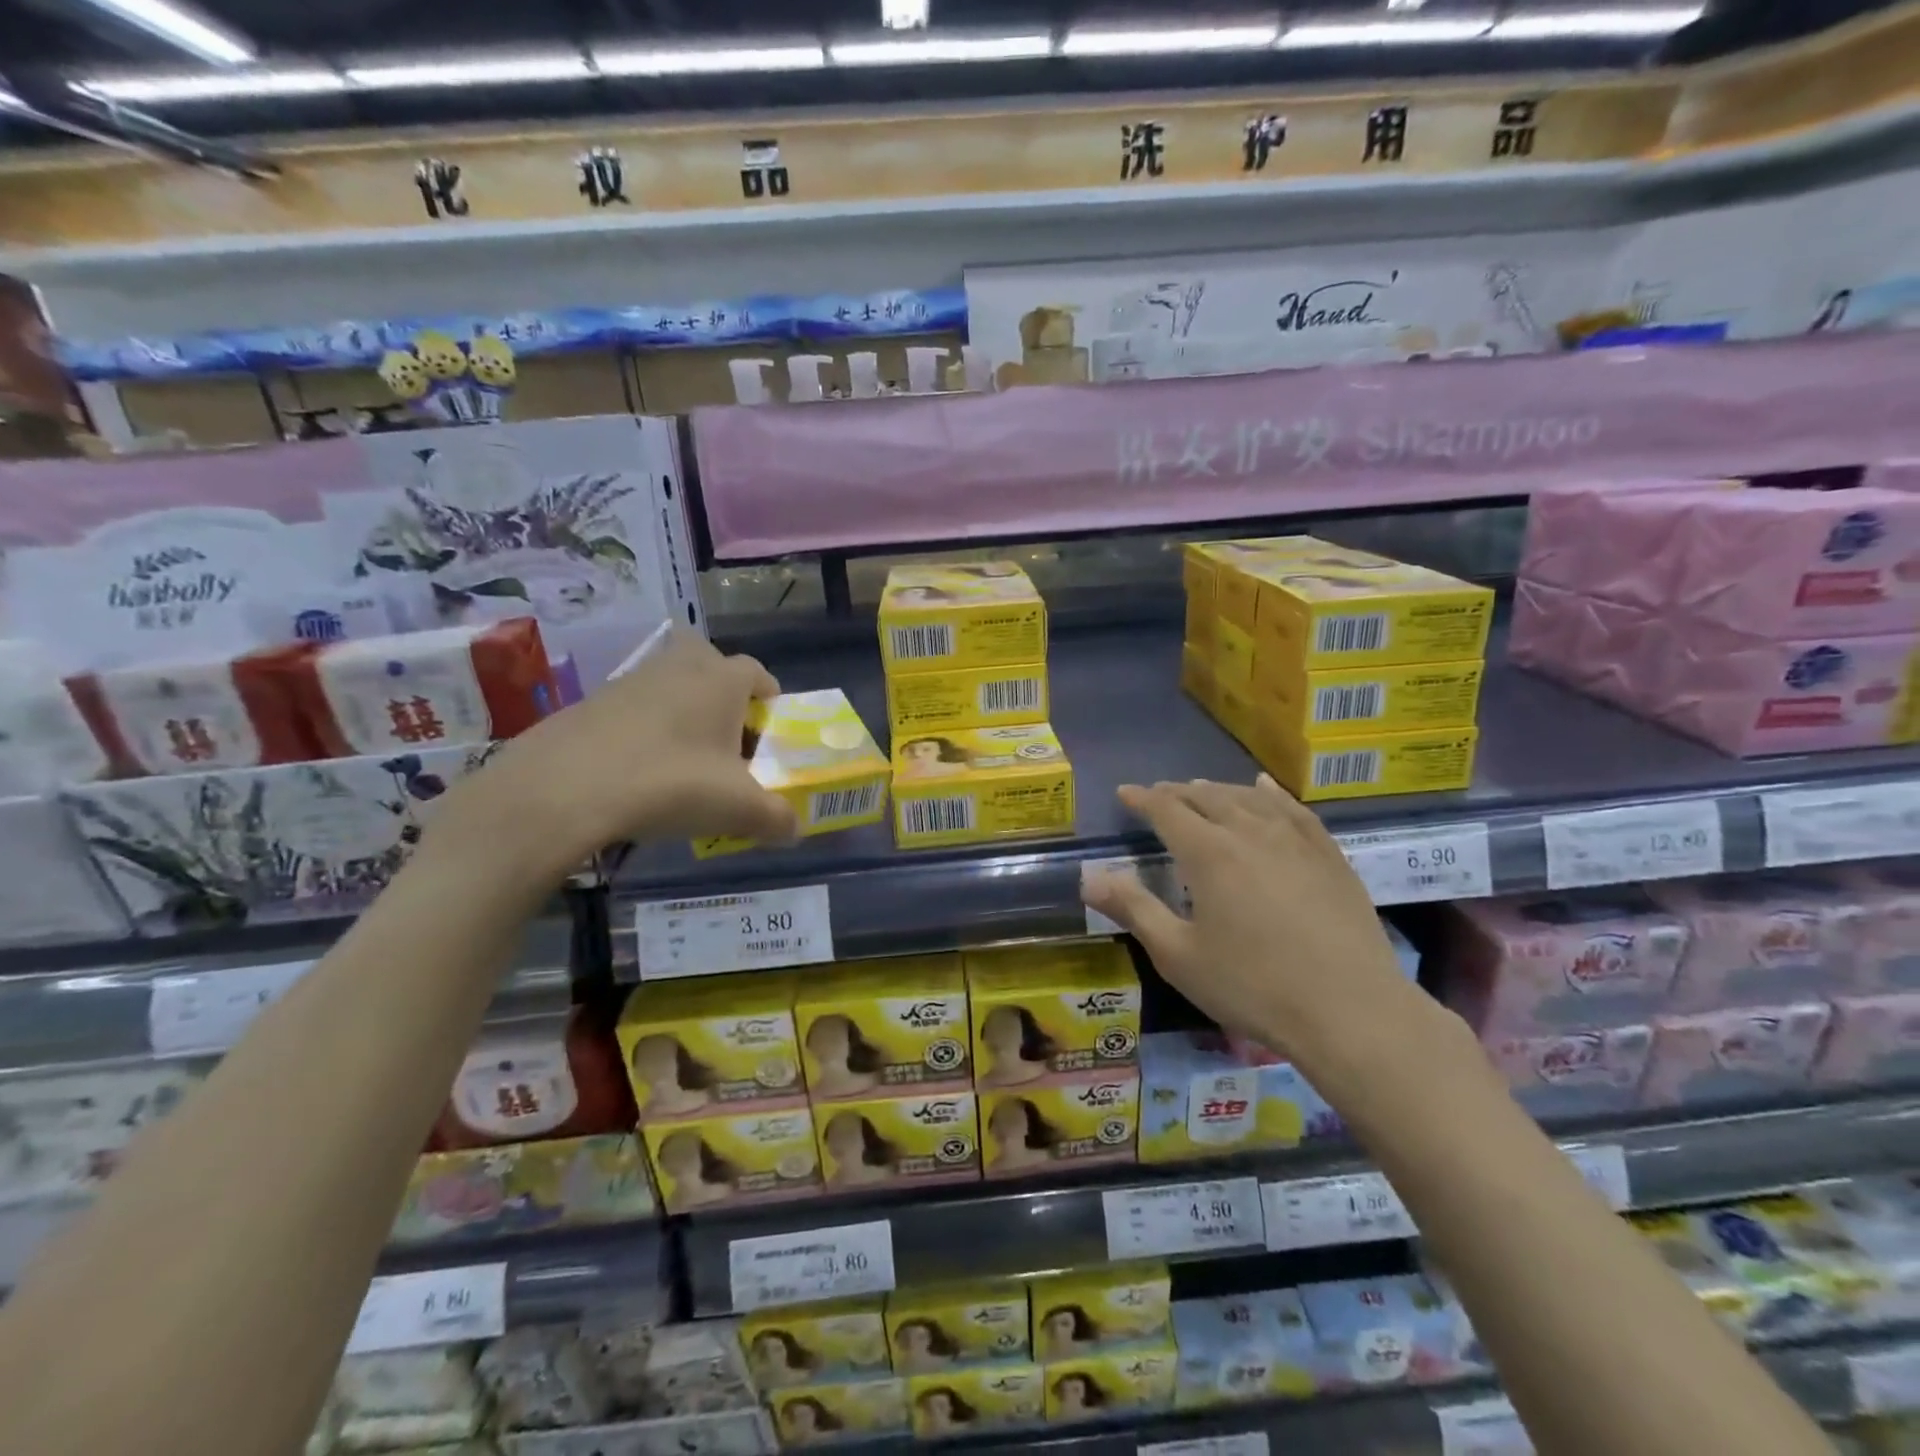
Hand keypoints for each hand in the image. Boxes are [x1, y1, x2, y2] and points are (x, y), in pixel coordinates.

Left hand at [432, 631, 796, 878]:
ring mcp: (631, 679)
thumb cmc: (670, 784)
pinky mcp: (591, 701)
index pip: (760, 674)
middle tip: (726, 739)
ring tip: (682, 764)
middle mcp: (679, 666)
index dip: (770, 702)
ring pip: (670, 686)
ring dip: (682, 714)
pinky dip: (643, 731)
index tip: (769, 736)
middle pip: (711, 665)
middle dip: (723, 695)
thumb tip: (794, 829)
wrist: (562, 790)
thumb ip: (777, 819)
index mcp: (723, 680)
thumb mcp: (738, 810)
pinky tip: (638, 774)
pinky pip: (633, 709)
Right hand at [1082, 775, 1417, 1060]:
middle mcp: (1250, 832)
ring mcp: (1295, 840)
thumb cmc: (1253, 986)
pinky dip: (1272, 795)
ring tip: (1202, 789)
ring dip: (1219, 790)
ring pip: (1249, 798)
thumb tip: (1090, 877)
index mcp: (1209, 853)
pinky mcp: (1329, 856)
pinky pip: (1294, 810)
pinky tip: (1265, 790)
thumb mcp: (1179, 955)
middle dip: (1177, 792)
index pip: (1167, 810)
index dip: (1142, 799)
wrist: (1351, 1011)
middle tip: (1159, 794)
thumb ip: (1133, 909)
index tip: (1124, 793)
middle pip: (1207, 797)